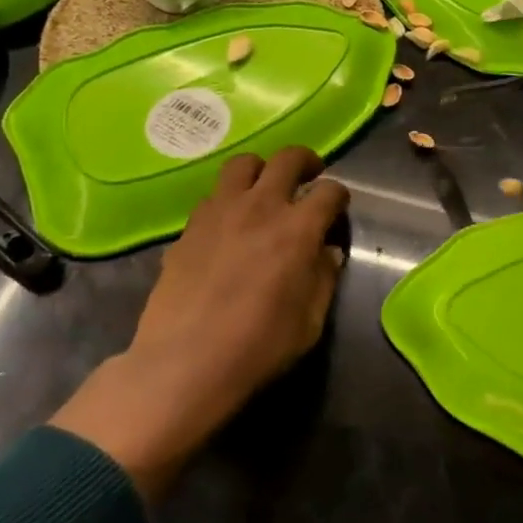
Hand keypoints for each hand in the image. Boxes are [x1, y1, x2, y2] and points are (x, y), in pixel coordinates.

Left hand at [52, 147, 348, 494]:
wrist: (184, 363)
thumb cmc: (258, 346)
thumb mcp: (309, 321)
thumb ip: (323, 278)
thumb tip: (327, 253)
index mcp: (298, 228)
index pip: (329, 191)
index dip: (339, 196)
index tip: (337, 208)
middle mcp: (261, 207)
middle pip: (288, 159)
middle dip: (305, 161)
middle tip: (309, 176)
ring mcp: (220, 211)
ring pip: (243, 164)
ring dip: (261, 170)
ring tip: (264, 189)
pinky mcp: (190, 226)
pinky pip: (214, 194)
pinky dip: (230, 198)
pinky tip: (230, 223)